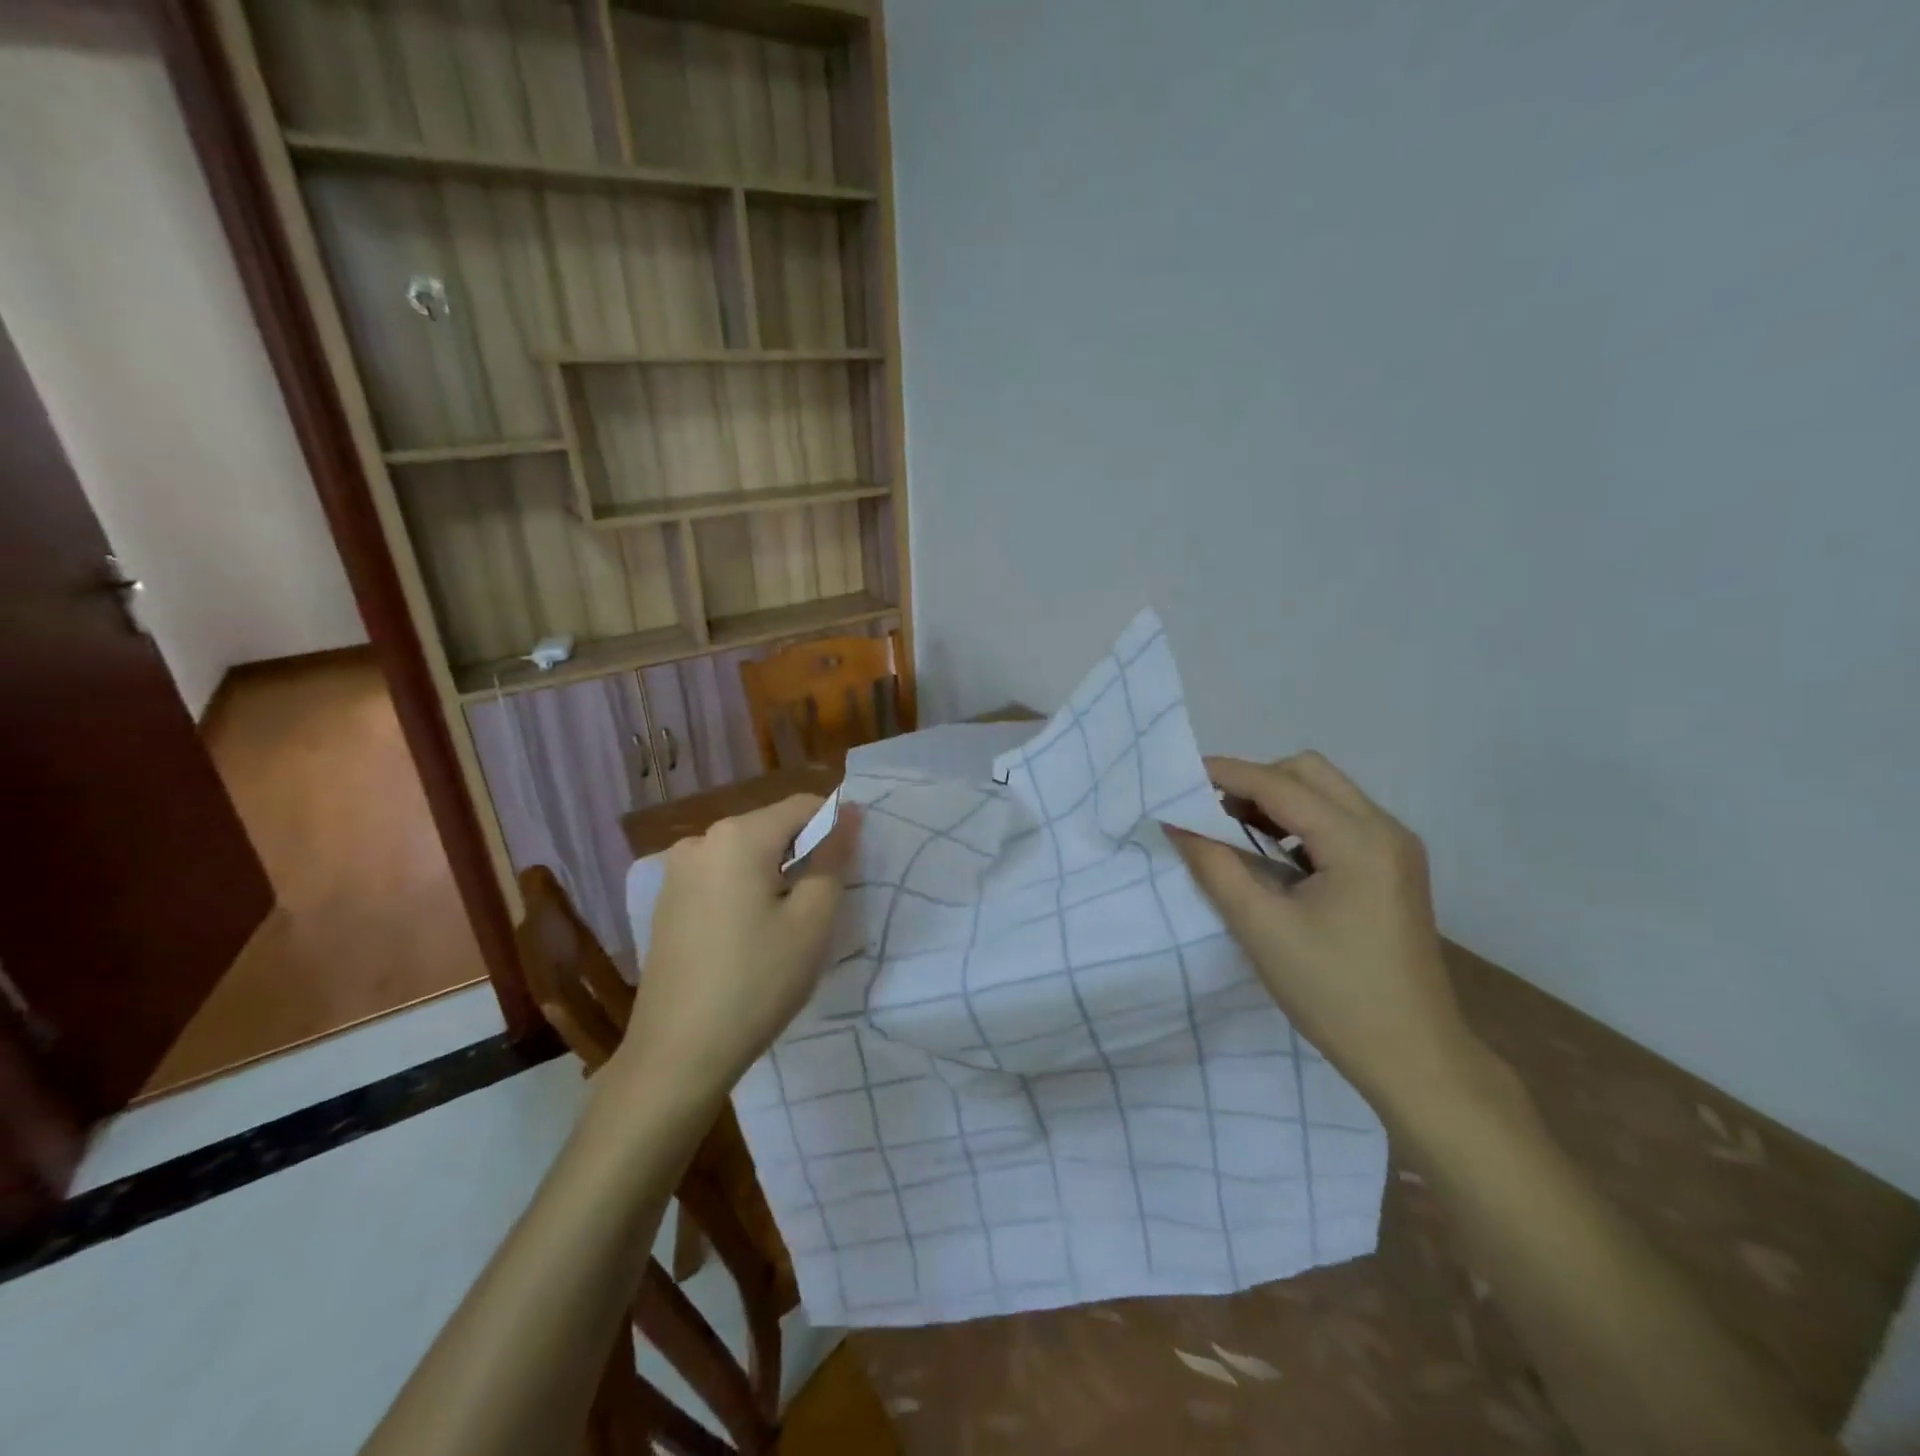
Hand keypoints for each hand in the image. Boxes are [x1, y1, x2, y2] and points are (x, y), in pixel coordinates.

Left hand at [612, 794, 861, 1102]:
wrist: (676, 1054)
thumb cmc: (756, 982)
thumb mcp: (812, 921)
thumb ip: (834, 858)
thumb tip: (849, 815)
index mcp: (737, 836)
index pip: (803, 806)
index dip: (836, 826)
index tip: (854, 864)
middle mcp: (701, 840)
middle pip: (771, 827)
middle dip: (805, 851)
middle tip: (827, 900)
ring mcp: (677, 871)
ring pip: (746, 853)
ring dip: (776, 872)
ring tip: (791, 921)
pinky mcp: (667, 900)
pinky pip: (721, 876)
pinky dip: (746, 889)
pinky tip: (753, 933)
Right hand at [1170, 752, 1481, 1113]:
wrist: (1413, 1057)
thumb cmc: (1333, 993)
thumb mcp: (1260, 927)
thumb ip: (1214, 865)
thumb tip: (1177, 822)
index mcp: (1358, 840)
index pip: (1279, 784)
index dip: (1225, 774)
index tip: (1178, 779)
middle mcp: (1385, 829)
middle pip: (1308, 772)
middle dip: (1254, 782)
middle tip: (1212, 815)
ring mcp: (1396, 848)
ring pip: (1325, 793)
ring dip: (1276, 801)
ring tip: (1236, 837)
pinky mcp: (1394, 868)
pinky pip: (1339, 821)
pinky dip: (1298, 824)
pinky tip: (1275, 860)